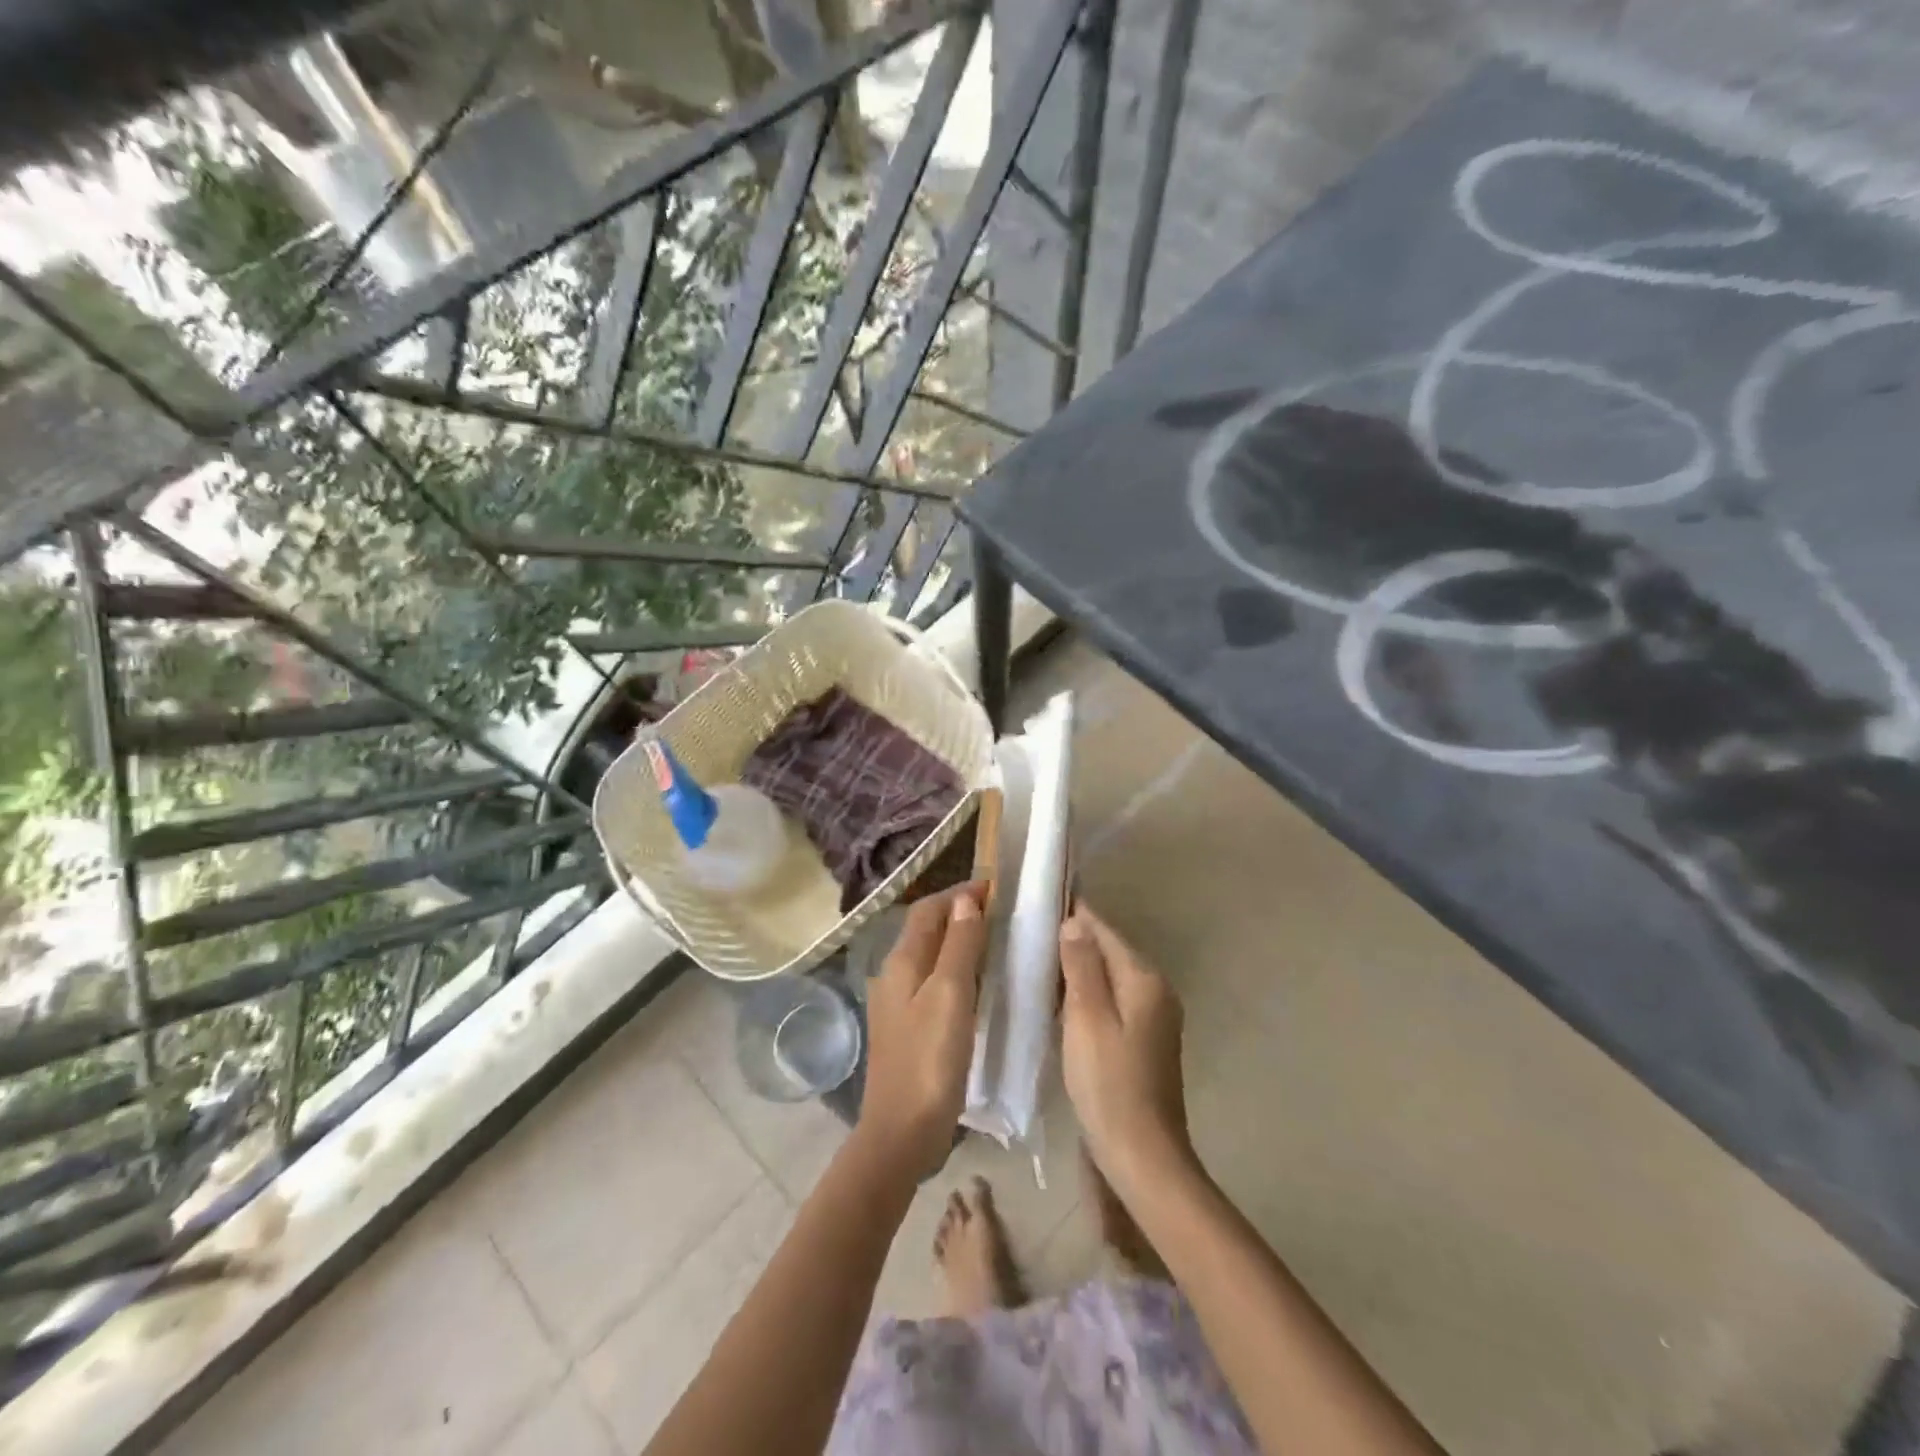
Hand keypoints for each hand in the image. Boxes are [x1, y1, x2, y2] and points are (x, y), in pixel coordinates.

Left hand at [857, 883, 986, 1179]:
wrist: (902, 1133)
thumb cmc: (929, 1060)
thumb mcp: (950, 996)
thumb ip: (958, 945)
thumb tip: (965, 899)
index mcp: (901, 963)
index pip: (928, 910)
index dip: (959, 893)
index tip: (997, 887)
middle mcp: (894, 976)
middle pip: (926, 930)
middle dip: (959, 913)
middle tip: (1001, 911)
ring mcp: (898, 1005)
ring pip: (930, 957)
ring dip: (959, 942)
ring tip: (996, 942)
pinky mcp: (908, 1029)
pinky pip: (934, 984)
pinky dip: (956, 972)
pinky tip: (979, 987)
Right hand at [1058, 906, 1194, 1201]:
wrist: (1142, 1154)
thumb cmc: (1109, 1083)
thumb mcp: (1087, 1018)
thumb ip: (1081, 966)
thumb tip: (1074, 922)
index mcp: (1144, 978)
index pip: (1104, 930)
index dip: (1073, 915)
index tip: (1038, 904)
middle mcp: (1155, 989)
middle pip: (1109, 951)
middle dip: (1073, 941)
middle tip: (1028, 935)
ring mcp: (1153, 1016)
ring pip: (1109, 976)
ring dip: (1078, 968)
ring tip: (1036, 963)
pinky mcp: (1144, 1039)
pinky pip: (1112, 1000)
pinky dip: (1087, 994)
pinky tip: (1059, 1002)